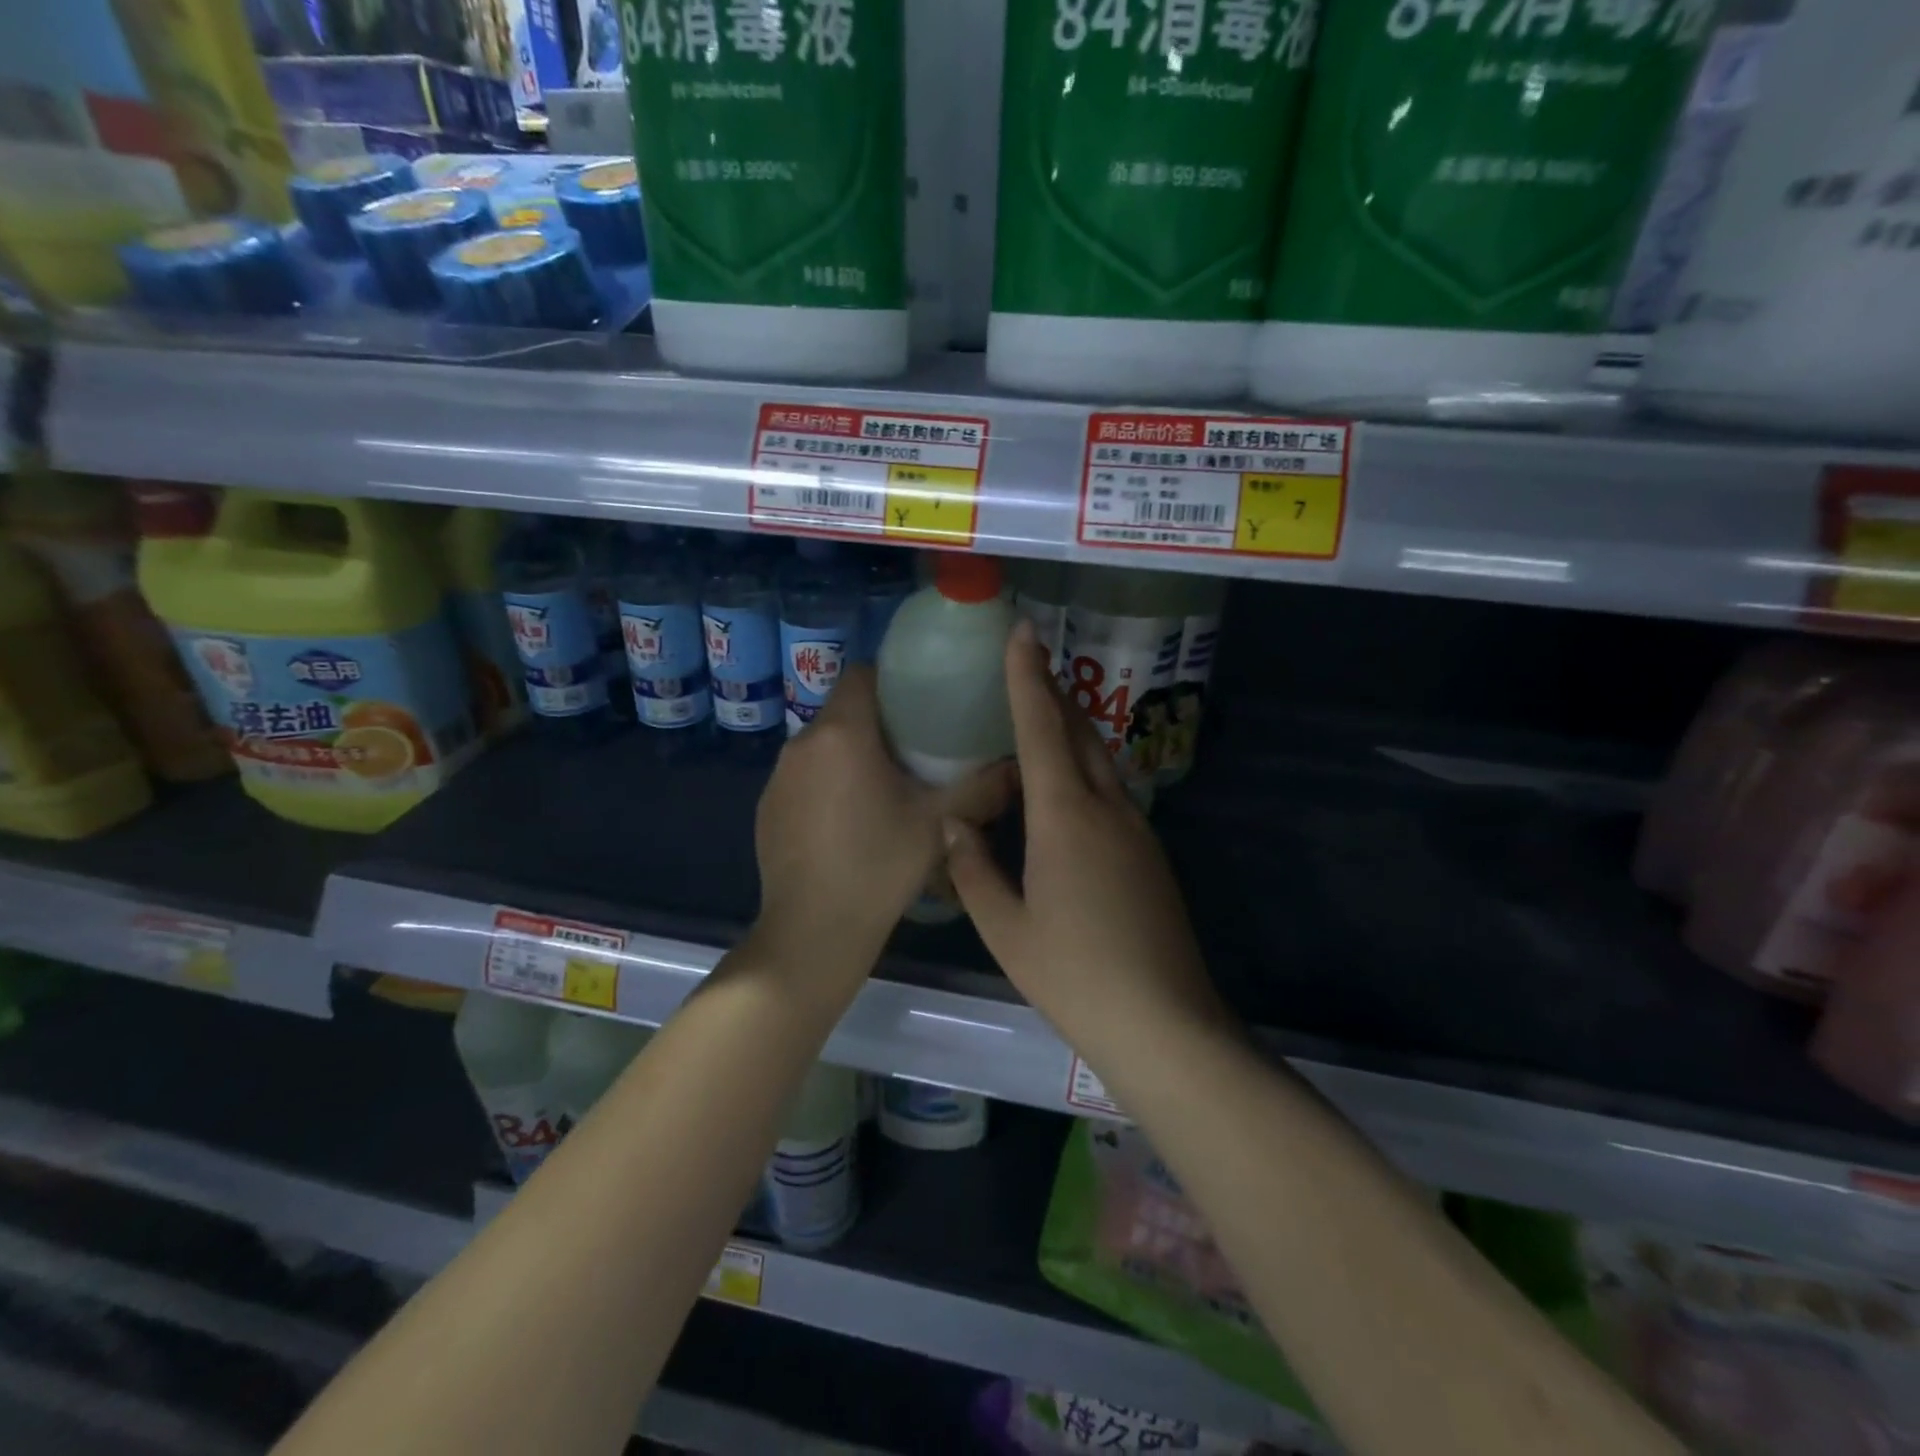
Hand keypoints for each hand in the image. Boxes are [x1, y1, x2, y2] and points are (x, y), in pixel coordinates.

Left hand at [752, 664, 1015, 977]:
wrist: (812, 931)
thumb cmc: (879, 866)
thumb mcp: (939, 824)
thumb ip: (983, 787)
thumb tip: (1018, 764)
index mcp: (842, 733)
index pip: (863, 675)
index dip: (893, 681)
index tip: (922, 704)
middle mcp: (802, 743)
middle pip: (844, 710)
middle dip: (878, 722)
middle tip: (916, 750)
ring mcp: (778, 777)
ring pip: (822, 745)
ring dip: (850, 754)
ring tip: (884, 787)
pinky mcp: (766, 807)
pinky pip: (802, 777)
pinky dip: (826, 784)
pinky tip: (848, 822)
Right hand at [945, 621, 1229, 1056]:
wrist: (1164, 1022)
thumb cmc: (1075, 975)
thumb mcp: (1005, 928)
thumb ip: (973, 869)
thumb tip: (954, 826)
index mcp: (1065, 817)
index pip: (1042, 729)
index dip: (1027, 678)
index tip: (1022, 632)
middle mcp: (1107, 808)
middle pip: (1079, 731)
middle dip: (1052, 691)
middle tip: (1027, 661)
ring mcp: (1137, 828)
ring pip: (1099, 759)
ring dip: (1071, 728)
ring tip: (1040, 712)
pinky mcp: (1149, 852)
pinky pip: (1111, 790)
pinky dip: (1083, 767)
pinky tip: (1064, 786)